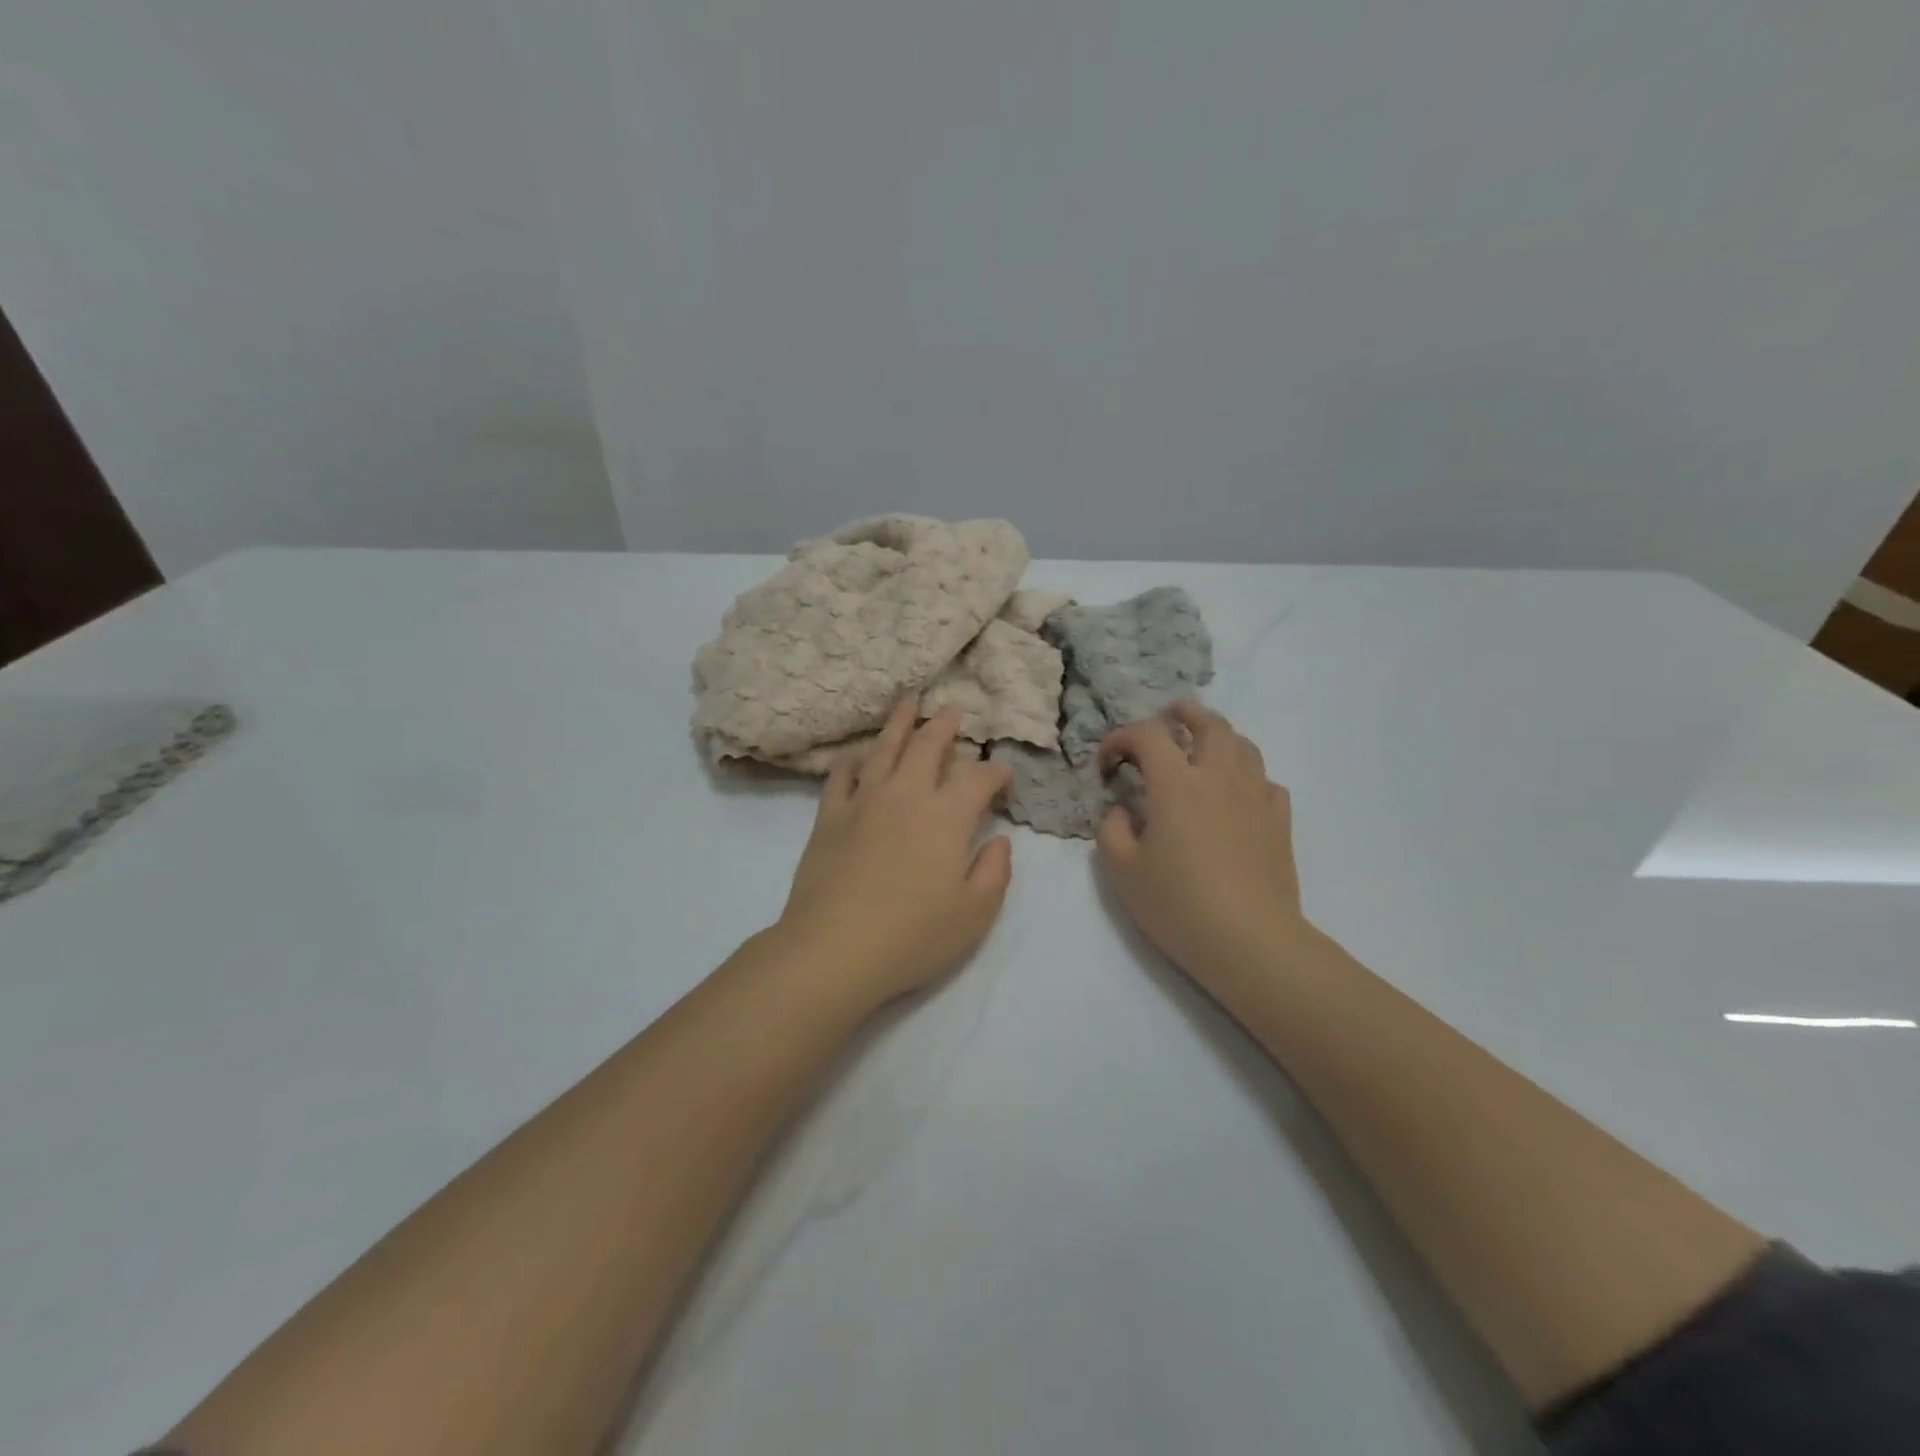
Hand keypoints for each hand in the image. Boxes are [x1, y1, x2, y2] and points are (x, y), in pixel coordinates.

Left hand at [775, 698, 1014, 1009]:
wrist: (834, 950)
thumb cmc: (912, 937)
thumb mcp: (974, 915)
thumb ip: (995, 872)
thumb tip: (999, 840)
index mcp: (946, 817)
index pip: (978, 779)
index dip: (996, 772)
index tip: (1003, 776)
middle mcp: (905, 796)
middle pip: (928, 746)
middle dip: (945, 726)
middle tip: (953, 712)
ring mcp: (863, 802)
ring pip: (884, 748)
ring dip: (900, 722)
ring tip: (908, 700)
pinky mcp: (829, 817)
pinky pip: (841, 776)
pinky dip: (852, 760)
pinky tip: (857, 755)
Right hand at [1096, 703, 1307, 989]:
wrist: (1250, 942)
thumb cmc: (1179, 906)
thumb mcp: (1122, 871)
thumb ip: (1111, 829)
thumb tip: (1123, 809)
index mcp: (1177, 785)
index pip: (1148, 735)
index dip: (1121, 738)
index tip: (1107, 764)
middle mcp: (1219, 778)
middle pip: (1208, 724)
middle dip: (1183, 714)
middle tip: (1168, 716)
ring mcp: (1255, 798)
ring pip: (1243, 745)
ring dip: (1219, 736)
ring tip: (1203, 746)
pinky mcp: (1279, 822)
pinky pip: (1266, 781)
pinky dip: (1248, 775)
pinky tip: (1237, 792)